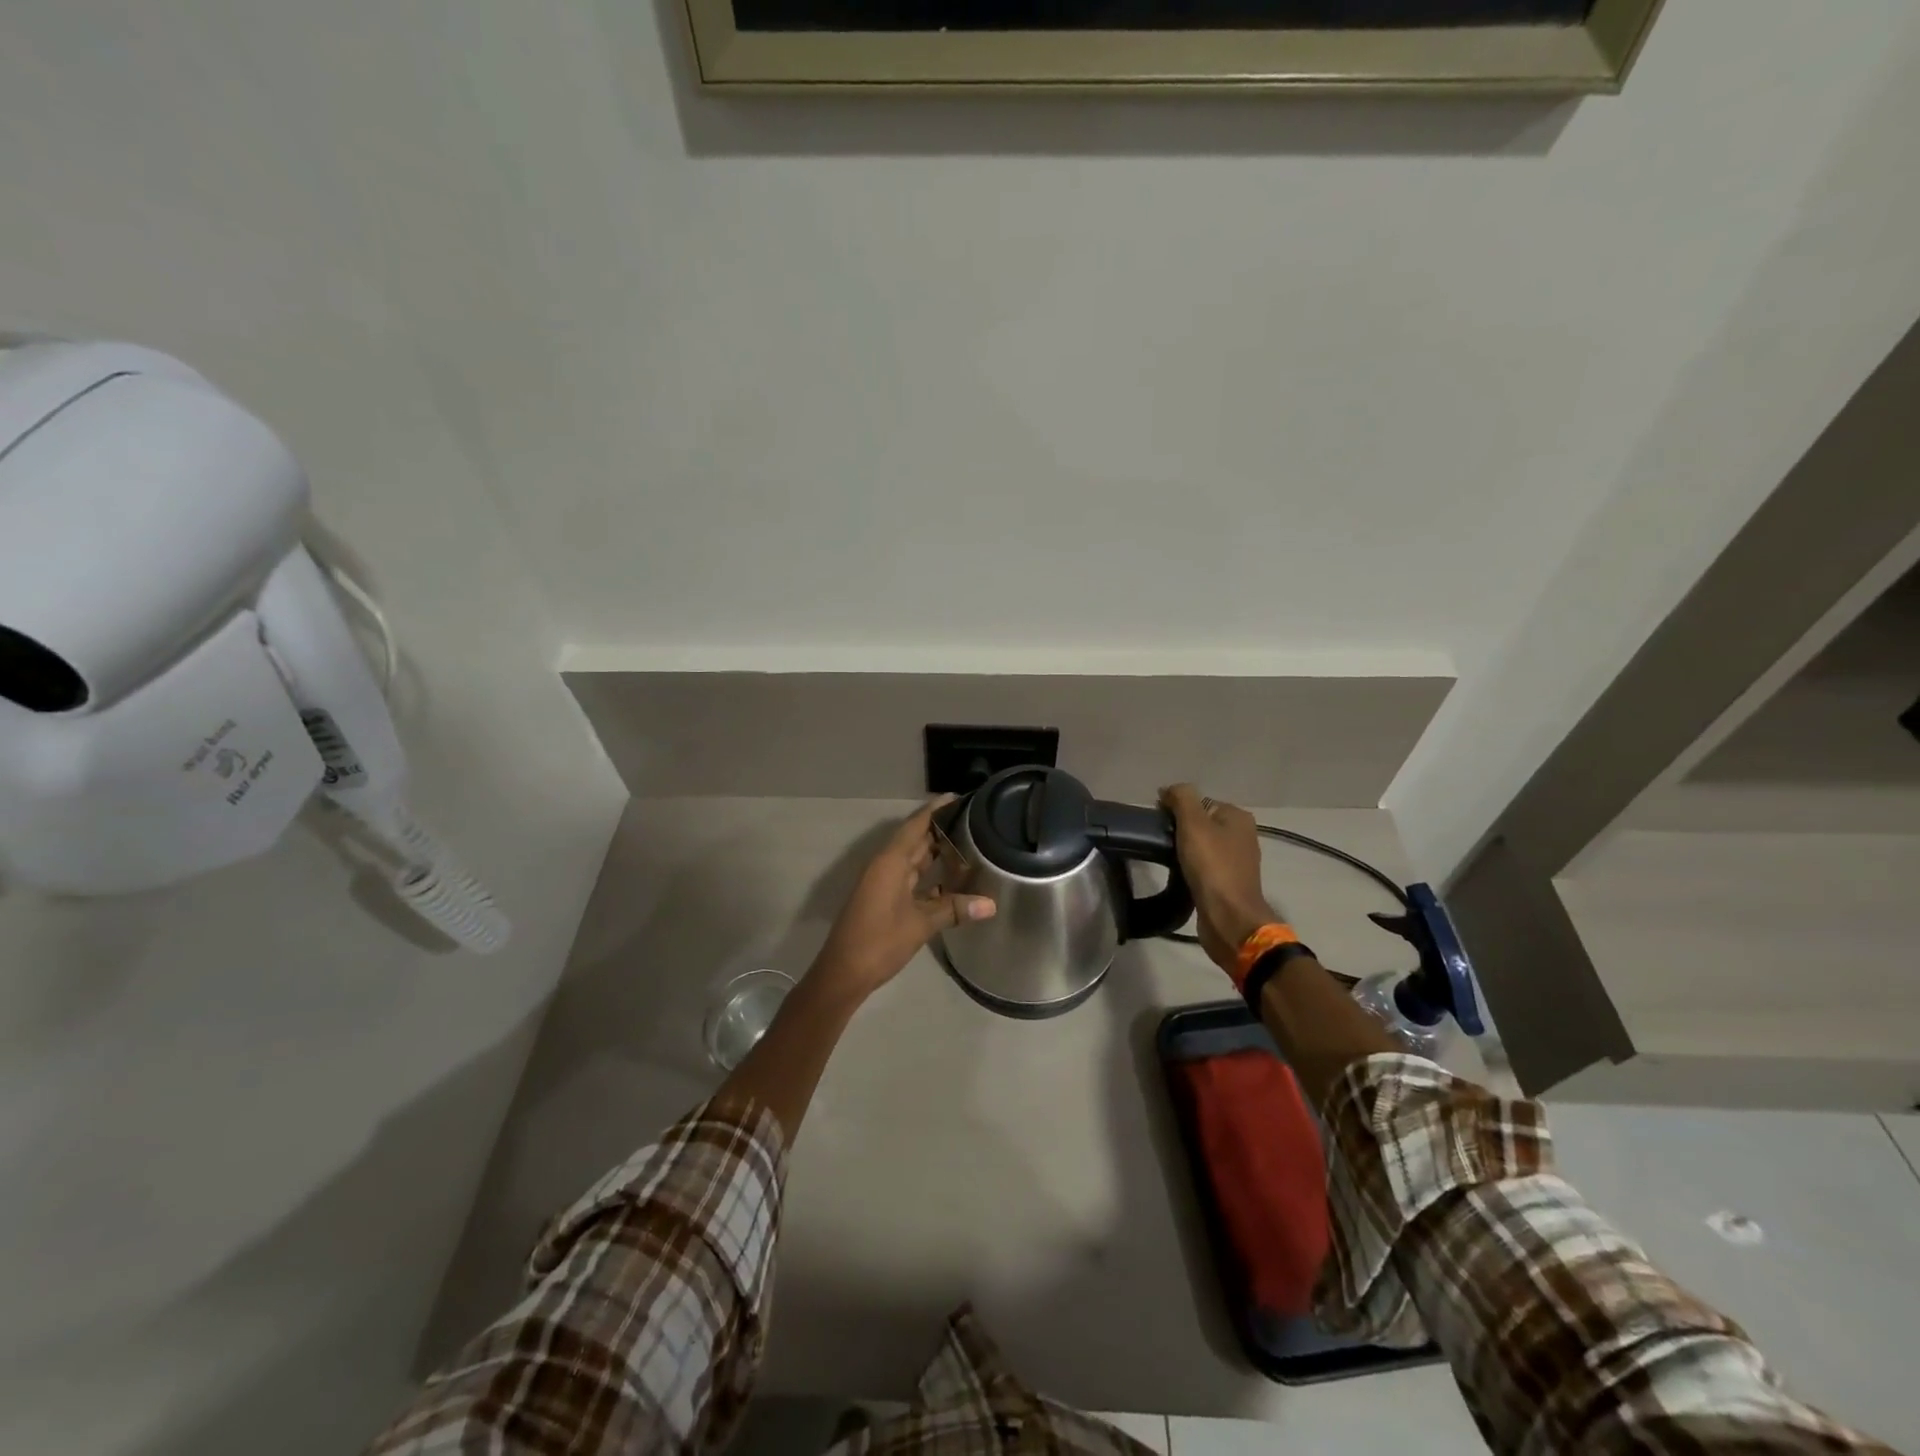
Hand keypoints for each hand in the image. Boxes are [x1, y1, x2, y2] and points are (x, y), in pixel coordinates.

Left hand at [810, 796, 996, 1001]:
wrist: (843, 973)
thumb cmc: (879, 941)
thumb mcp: (921, 925)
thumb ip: (954, 909)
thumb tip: (991, 904)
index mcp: (891, 862)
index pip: (916, 825)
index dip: (936, 810)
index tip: (958, 797)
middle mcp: (886, 865)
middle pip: (915, 839)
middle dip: (941, 829)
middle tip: (973, 821)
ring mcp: (883, 883)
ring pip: (913, 860)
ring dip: (936, 853)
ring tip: (968, 845)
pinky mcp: (884, 899)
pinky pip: (910, 878)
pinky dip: (929, 876)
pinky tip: (951, 882)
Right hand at [1160, 784, 1276, 974]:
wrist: (1228, 917)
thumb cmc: (1212, 866)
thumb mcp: (1193, 823)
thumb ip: (1181, 798)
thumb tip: (1169, 789)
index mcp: (1237, 817)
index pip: (1199, 801)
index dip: (1175, 808)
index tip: (1157, 821)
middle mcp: (1241, 835)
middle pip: (1200, 823)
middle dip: (1179, 830)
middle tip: (1159, 840)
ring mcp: (1236, 861)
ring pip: (1200, 846)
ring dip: (1182, 850)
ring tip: (1165, 858)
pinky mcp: (1227, 883)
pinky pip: (1203, 866)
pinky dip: (1189, 868)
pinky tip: (1177, 874)